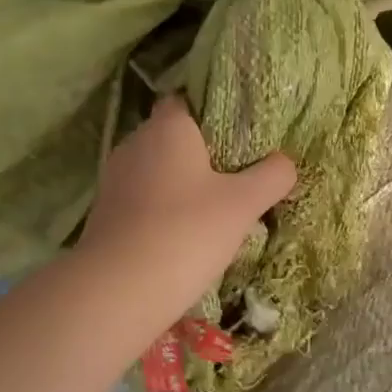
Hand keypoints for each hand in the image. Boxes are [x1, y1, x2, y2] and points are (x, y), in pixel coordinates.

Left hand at [80, 96, 295, 322]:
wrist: (118, 290)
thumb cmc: (185, 232)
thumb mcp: (243, 204)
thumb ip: (271, 176)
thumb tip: (286, 162)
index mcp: (168, 127)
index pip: (187, 101)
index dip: (213, 113)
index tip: (240, 133)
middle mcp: (136, 143)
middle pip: (173, 137)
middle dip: (202, 153)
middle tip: (237, 174)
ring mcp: (115, 178)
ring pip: (157, 171)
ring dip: (182, 185)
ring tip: (215, 208)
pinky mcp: (105, 213)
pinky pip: (143, 199)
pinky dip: (162, 209)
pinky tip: (184, 234)